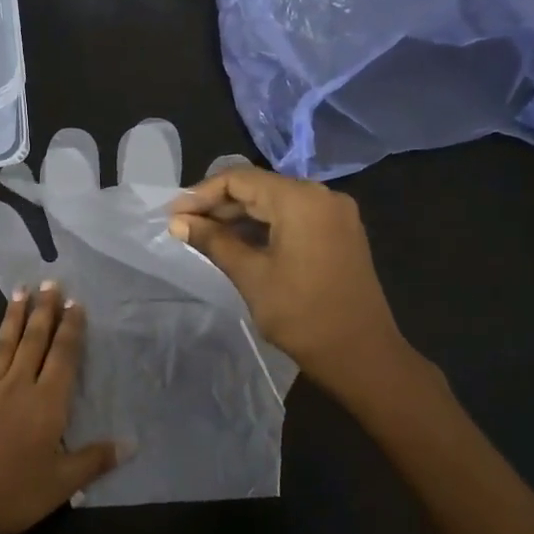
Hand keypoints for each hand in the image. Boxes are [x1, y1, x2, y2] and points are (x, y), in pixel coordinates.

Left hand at [0, 283, 119, 533]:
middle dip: (45, 310)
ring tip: (21, 290)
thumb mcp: (63, 482)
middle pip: (34, 340)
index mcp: (47, 403)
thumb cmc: (15, 493)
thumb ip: (95, 459)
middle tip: (50, 282)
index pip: (63, 356)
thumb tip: (131, 443)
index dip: (71, 328)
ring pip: (3, 344)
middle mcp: (18, 385)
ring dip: (13, 316)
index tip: (76, 303)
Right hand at [168, 166, 418, 399]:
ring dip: (239, 215)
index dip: (200, 194)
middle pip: (258, 186)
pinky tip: (237, 242)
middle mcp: (321, 195)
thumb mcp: (251, 275)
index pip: (239, 179)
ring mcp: (334, 213)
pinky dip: (263, 225)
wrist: (361, 354)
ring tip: (203, 235)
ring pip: (275, 201)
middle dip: (218, 204)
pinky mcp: (339, 232)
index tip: (172, 214)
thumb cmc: (302, 314)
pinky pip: (293, 216)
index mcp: (300, 199)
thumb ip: (213, 241)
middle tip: (182, 225)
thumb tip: (178, 222)